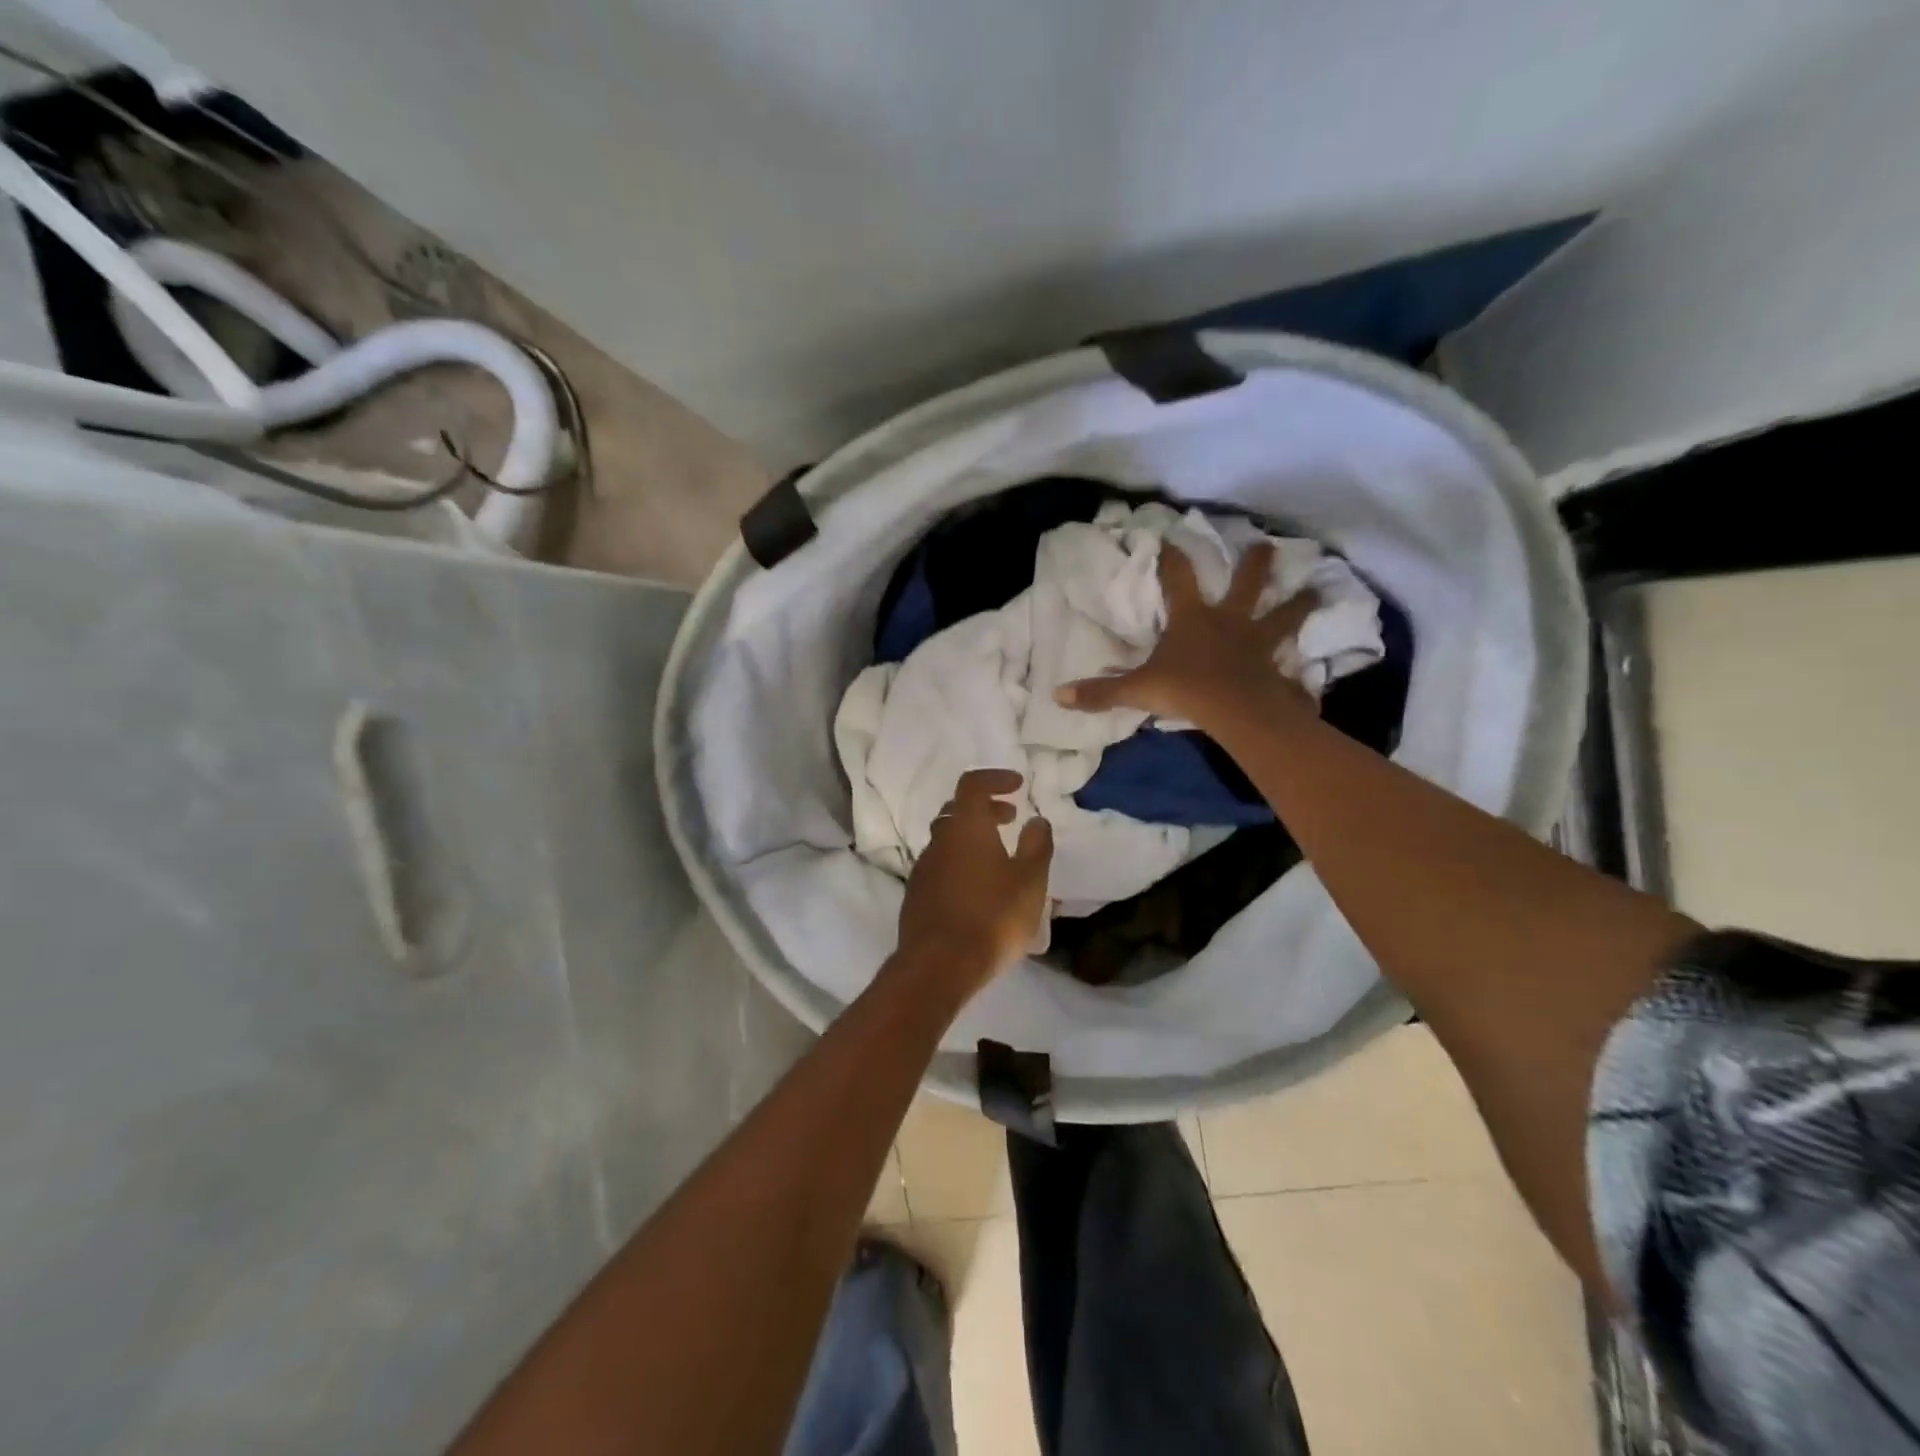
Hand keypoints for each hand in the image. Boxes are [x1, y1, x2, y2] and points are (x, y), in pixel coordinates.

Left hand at [893, 768, 1052, 1000]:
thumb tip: (1036, 820)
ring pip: (947, 839)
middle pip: (957, 810)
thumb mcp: (1029, 881)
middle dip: (985, 809)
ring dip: (972, 838)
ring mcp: (923, 868)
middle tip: (1010, 819)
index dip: (995, 779)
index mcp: (965, 827)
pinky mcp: (916, 895)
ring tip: (999, 857)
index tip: (1018, 786)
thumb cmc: (991, 917)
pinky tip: (978, 888)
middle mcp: (939, 840)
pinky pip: (941, 866)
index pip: (973, 784)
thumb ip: (1036, 845)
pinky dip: (960, 863)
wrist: (938, 965)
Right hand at [1055, 542, 1318, 730]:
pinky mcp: (1276, 668)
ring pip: (1282, 615)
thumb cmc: (1185, 689)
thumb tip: (1058, 695)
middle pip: (1246, 585)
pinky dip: (1303, 664)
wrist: (1235, 709)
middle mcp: (1229, 622)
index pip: (1179, 579)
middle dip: (1255, 564)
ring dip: (1298, 603)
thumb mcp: (1137, 690)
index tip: (1172, 537)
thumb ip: (1101, 692)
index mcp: (1193, 619)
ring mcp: (1257, 644)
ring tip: (1317, 589)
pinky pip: (1291, 663)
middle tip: (1267, 546)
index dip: (1173, 558)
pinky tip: (1316, 664)